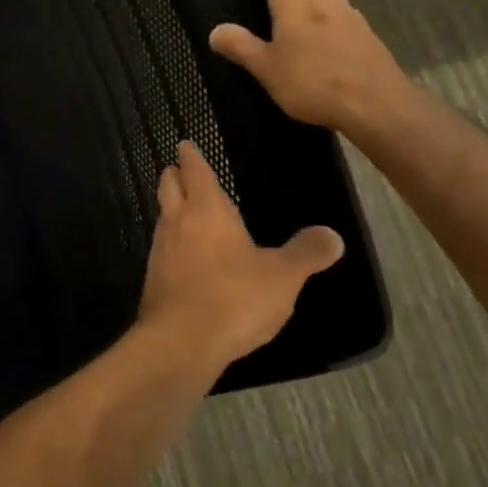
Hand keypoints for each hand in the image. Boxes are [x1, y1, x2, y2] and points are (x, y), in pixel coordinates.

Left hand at [139, 141, 344, 369]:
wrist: (181, 342)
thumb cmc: (234, 297)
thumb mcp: (283, 276)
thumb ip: (306, 253)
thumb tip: (333, 235)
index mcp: (206, 209)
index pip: (195, 170)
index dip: (191, 155)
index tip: (186, 145)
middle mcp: (177, 221)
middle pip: (168, 186)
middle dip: (174, 175)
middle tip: (180, 170)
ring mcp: (160, 250)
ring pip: (162, 217)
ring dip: (171, 209)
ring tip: (186, 212)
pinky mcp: (154, 279)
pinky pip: (162, 250)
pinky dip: (172, 244)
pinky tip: (186, 259)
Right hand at [210, 0, 415, 139]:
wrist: (377, 105)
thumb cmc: (313, 82)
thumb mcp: (267, 68)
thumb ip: (241, 46)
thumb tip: (216, 30)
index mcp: (295, 0)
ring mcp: (348, 14)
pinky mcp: (363, 33)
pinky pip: (334, 11)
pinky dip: (320, 11)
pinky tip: (318, 27)